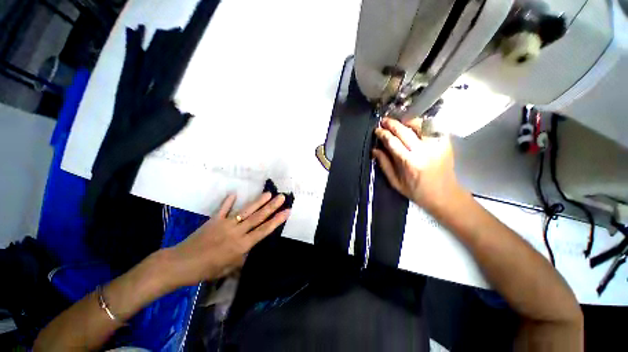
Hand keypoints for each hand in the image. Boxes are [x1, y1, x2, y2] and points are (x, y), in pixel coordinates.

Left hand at [165, 192, 290, 286]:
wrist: (180, 264)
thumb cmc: (206, 270)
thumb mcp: (228, 269)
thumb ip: (242, 257)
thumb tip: (249, 248)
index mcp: (242, 245)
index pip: (264, 230)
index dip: (277, 220)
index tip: (286, 211)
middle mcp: (237, 232)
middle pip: (258, 217)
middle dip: (272, 206)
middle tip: (282, 197)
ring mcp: (225, 224)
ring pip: (246, 211)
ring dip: (258, 202)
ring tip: (268, 193)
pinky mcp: (214, 220)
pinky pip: (223, 209)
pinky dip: (228, 201)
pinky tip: (234, 193)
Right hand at [373, 117, 462, 212]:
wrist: (444, 195)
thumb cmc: (416, 191)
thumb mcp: (395, 182)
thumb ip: (384, 164)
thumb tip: (375, 150)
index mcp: (409, 162)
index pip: (392, 142)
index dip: (383, 134)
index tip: (377, 130)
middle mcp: (423, 151)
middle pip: (404, 131)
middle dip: (392, 124)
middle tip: (384, 120)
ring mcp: (436, 146)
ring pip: (420, 125)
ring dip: (408, 121)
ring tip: (400, 122)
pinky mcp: (446, 144)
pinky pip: (433, 128)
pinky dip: (423, 124)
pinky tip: (415, 126)